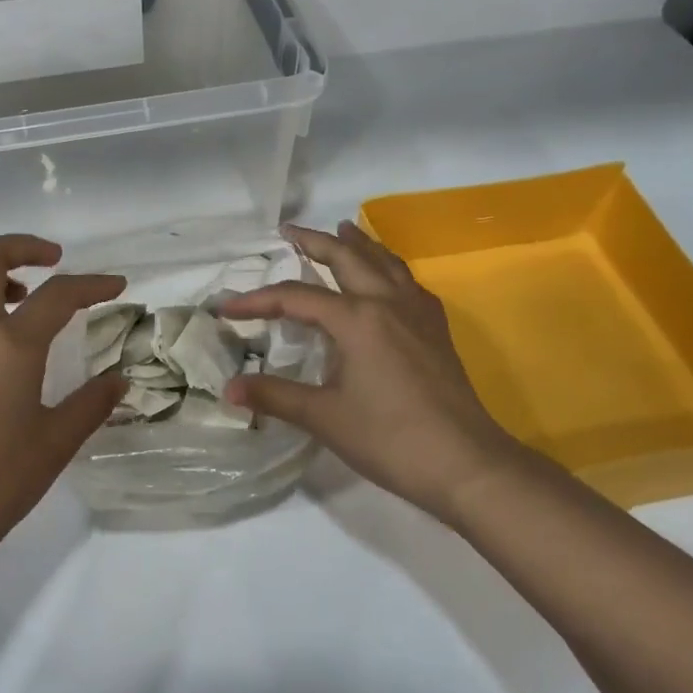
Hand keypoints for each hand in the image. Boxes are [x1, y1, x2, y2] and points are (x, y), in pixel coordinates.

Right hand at [221, 222, 545, 525]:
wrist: (465, 463)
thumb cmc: (389, 439)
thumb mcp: (324, 418)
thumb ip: (275, 396)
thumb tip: (229, 389)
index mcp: (356, 319)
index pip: (296, 297)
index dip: (258, 300)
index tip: (226, 306)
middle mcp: (387, 303)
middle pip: (347, 258)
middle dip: (315, 241)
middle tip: (289, 230)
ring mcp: (418, 313)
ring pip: (385, 262)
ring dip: (359, 244)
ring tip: (343, 229)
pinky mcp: (437, 329)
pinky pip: (409, 282)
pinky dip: (390, 268)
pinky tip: (388, 277)